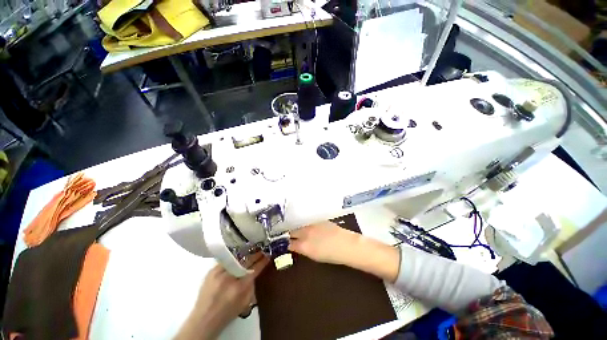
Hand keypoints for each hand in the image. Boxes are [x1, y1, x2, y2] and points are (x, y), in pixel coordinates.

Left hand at [175, 255, 268, 339]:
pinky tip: (239, 254)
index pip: (255, 268)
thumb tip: (255, 271)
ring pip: (236, 257)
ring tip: (252, 249)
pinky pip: (226, 259)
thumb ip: (251, 285)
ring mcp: (219, 272)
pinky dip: (234, 256)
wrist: (203, 320)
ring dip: (246, 253)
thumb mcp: (245, 302)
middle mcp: (229, 277)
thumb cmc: (227, 313)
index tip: (268, 255)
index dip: (263, 261)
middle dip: (255, 254)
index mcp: (240, 287)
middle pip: (246, 260)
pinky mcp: (211, 271)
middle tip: (262, 249)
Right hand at [289, 222, 399, 281]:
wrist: (347, 245)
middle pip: (291, 231)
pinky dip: (303, 223)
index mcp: (304, 246)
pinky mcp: (318, 219)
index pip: (288, 242)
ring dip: (294, 226)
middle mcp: (306, 233)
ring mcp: (312, 224)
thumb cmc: (332, 255)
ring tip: (292, 228)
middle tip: (284, 233)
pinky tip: (304, 224)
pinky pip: (306, 220)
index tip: (280, 241)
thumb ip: (302, 249)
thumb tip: (294, 245)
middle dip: (287, 232)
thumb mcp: (314, 255)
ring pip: (298, 224)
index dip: (283, 242)